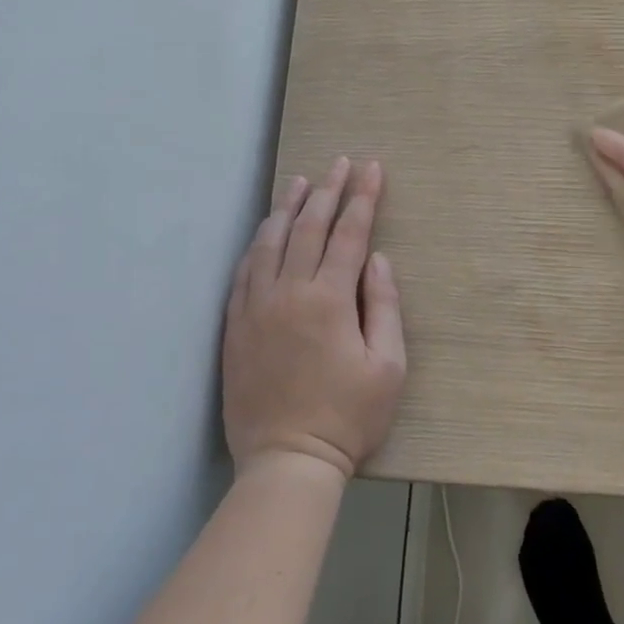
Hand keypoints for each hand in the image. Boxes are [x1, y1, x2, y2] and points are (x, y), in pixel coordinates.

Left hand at [222, 158, 406, 480]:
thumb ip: (384, 306)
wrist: (287, 461)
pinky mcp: (235, 326)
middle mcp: (289, 293)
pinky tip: (264, 231)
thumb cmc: (349, 417)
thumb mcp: (388, 366)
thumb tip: (378, 259)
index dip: (363, 198)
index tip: (372, 168)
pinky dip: (257, 244)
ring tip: (300, 181)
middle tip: (340, 163)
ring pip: (270, 243)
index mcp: (330, 300)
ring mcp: (256, 308)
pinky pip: (243, 272)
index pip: (350, 234)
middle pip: (309, 228)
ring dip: (287, 208)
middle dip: (328, 191)